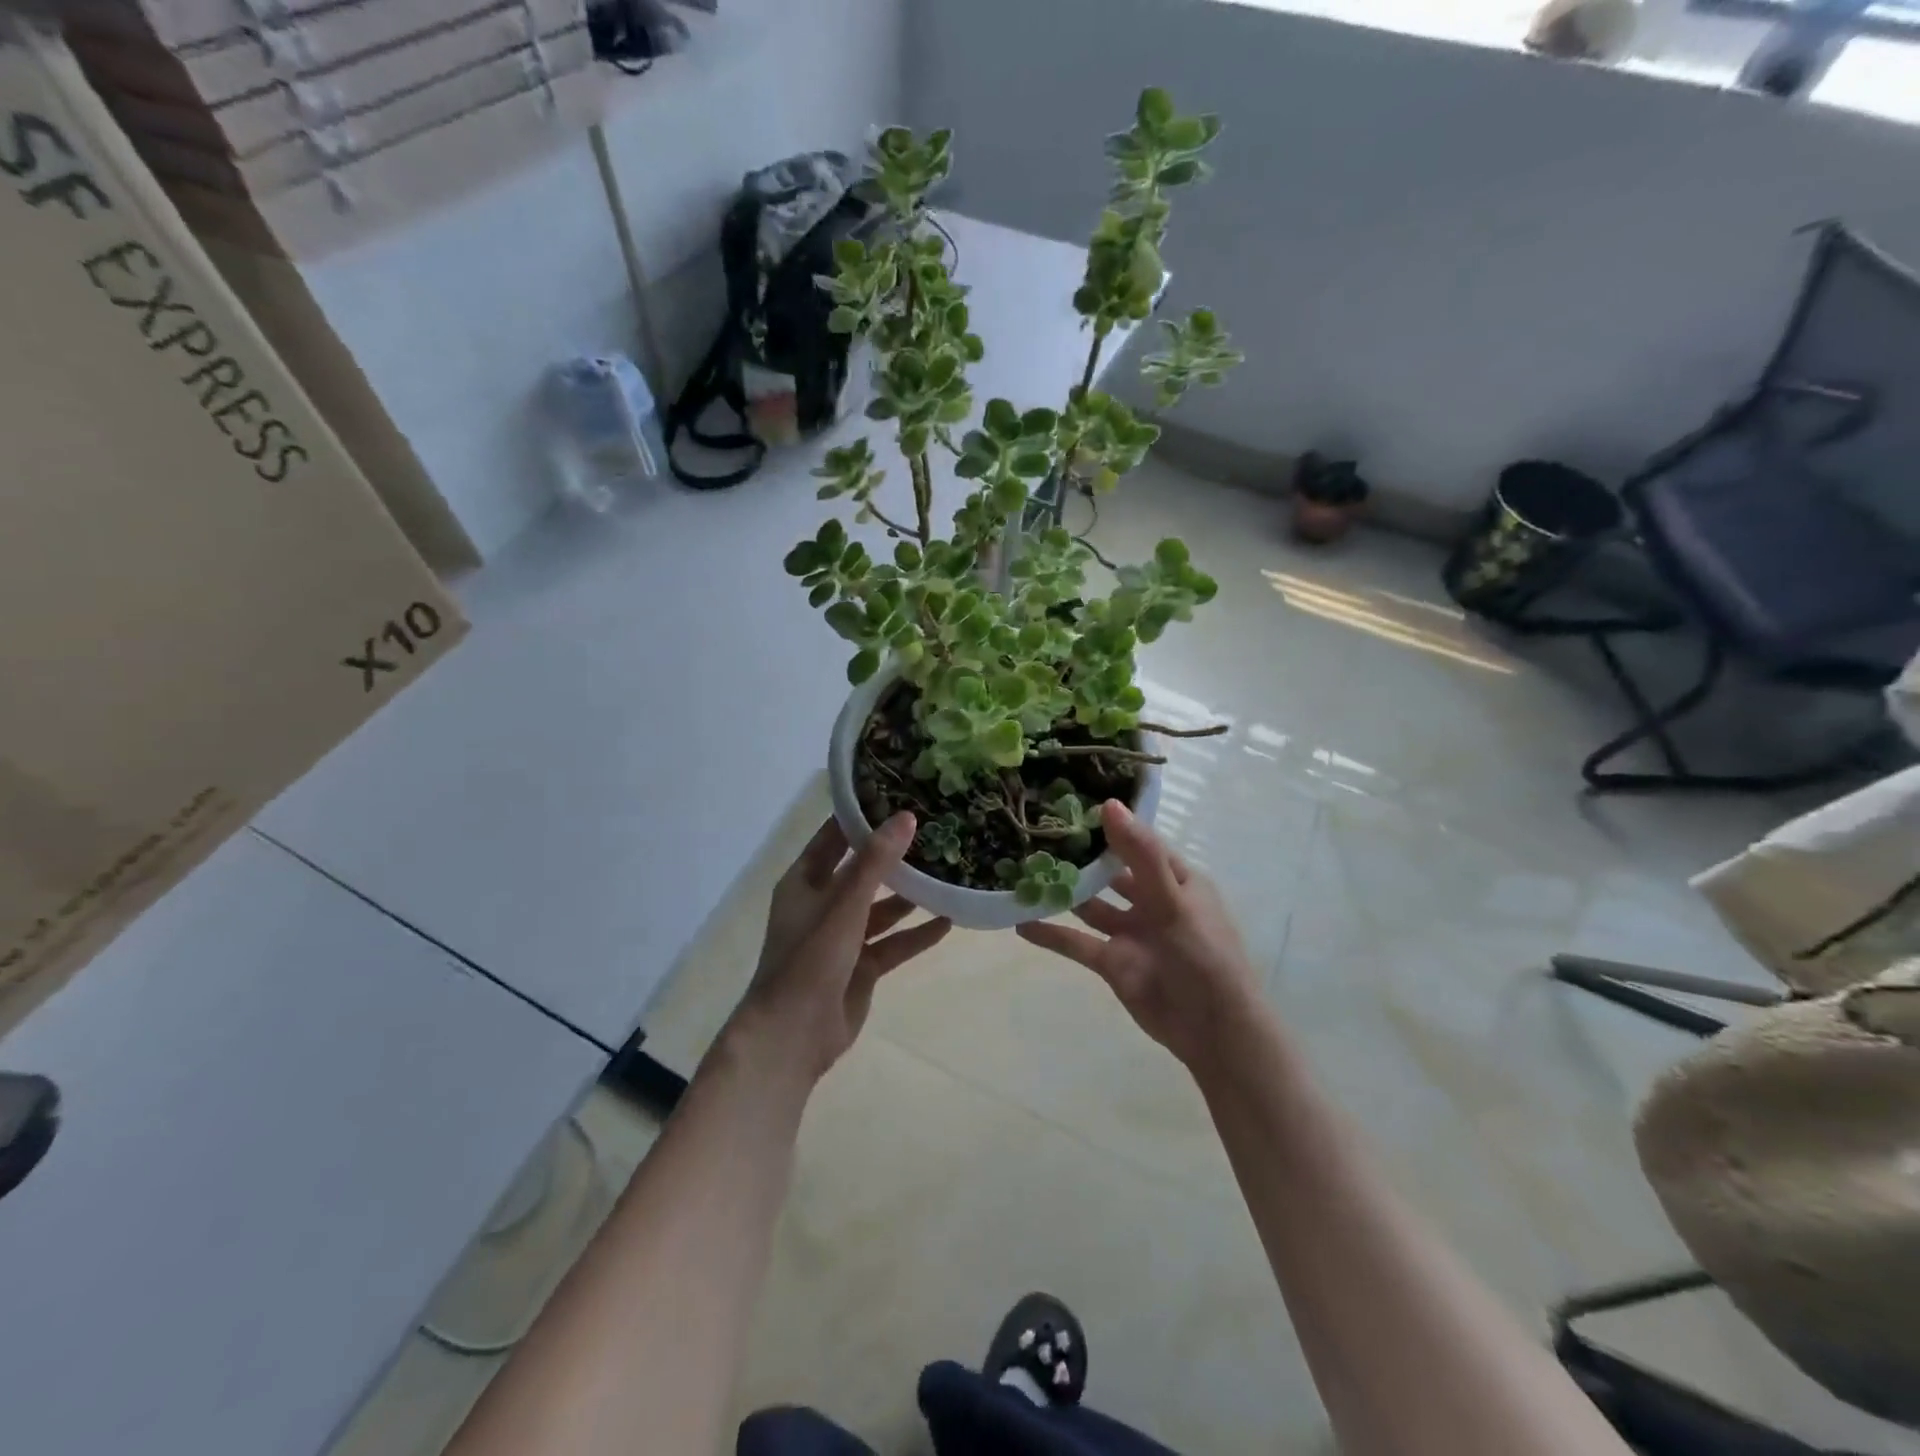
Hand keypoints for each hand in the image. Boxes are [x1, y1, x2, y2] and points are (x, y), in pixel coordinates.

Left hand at [734, 813, 951, 1082]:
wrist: (793, 1037)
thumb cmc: (810, 960)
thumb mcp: (844, 905)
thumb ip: (876, 862)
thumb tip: (907, 816)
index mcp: (805, 881)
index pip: (836, 836)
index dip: (864, 816)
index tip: (901, 795)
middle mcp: (823, 903)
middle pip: (863, 871)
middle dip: (895, 856)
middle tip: (936, 832)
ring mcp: (843, 937)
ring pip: (882, 908)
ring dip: (910, 895)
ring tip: (947, 873)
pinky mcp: (861, 966)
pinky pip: (893, 943)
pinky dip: (916, 934)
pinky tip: (948, 921)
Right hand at [1017, 800, 1261, 1072]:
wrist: (1214, 1033)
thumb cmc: (1204, 957)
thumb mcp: (1174, 901)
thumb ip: (1141, 855)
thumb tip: (1109, 805)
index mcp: (1175, 879)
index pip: (1137, 841)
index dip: (1108, 823)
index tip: (1067, 804)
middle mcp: (1151, 900)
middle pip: (1109, 871)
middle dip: (1078, 856)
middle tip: (1034, 834)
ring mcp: (1130, 932)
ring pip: (1089, 905)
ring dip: (1061, 892)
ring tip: (1020, 873)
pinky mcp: (1113, 962)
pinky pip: (1077, 942)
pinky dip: (1051, 933)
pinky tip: (1019, 923)